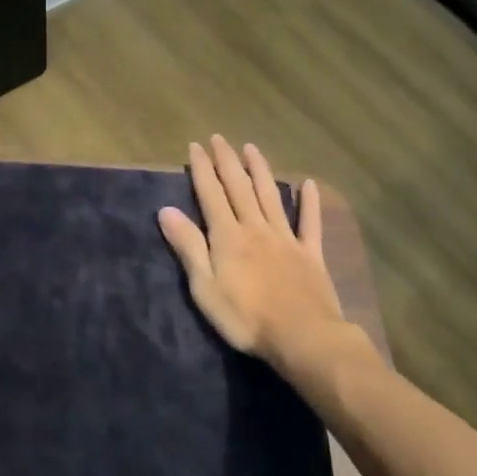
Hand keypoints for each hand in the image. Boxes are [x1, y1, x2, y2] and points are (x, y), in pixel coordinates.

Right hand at [158, 135, 374, 373]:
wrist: (303, 337)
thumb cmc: (245, 318)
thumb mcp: (204, 287)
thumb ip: (188, 247)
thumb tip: (166, 210)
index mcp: (227, 236)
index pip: (211, 194)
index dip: (202, 169)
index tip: (196, 146)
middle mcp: (255, 228)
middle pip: (239, 188)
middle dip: (227, 161)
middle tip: (220, 138)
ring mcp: (286, 239)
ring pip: (270, 196)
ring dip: (260, 171)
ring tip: (252, 148)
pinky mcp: (310, 255)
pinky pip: (310, 223)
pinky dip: (309, 203)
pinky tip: (309, 185)